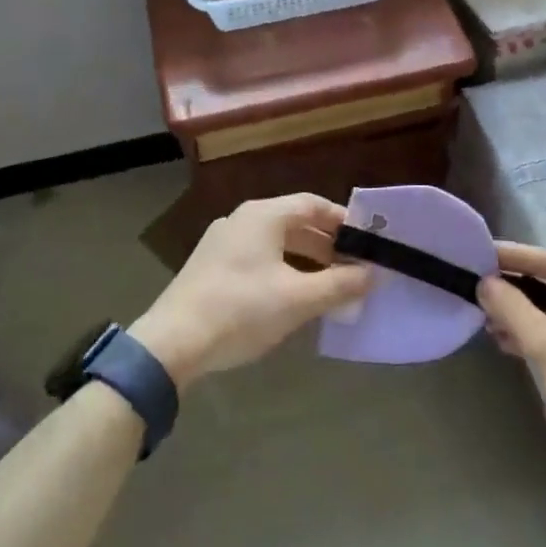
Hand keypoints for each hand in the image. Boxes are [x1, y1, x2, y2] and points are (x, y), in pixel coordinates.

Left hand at [130, 195, 373, 387]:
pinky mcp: (212, 266)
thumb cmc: (241, 310)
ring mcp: (224, 242)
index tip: (367, 241)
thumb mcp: (297, 300)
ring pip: (276, 241)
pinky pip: (258, 257)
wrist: (172, 342)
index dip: (343, 221)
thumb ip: (339, 285)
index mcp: (263, 215)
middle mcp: (243, 219)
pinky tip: (293, 296)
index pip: (312, 204)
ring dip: (306, 258)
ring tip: (331, 284)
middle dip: (327, 244)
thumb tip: (372, 274)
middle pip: (294, 222)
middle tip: (355, 267)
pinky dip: (283, 268)